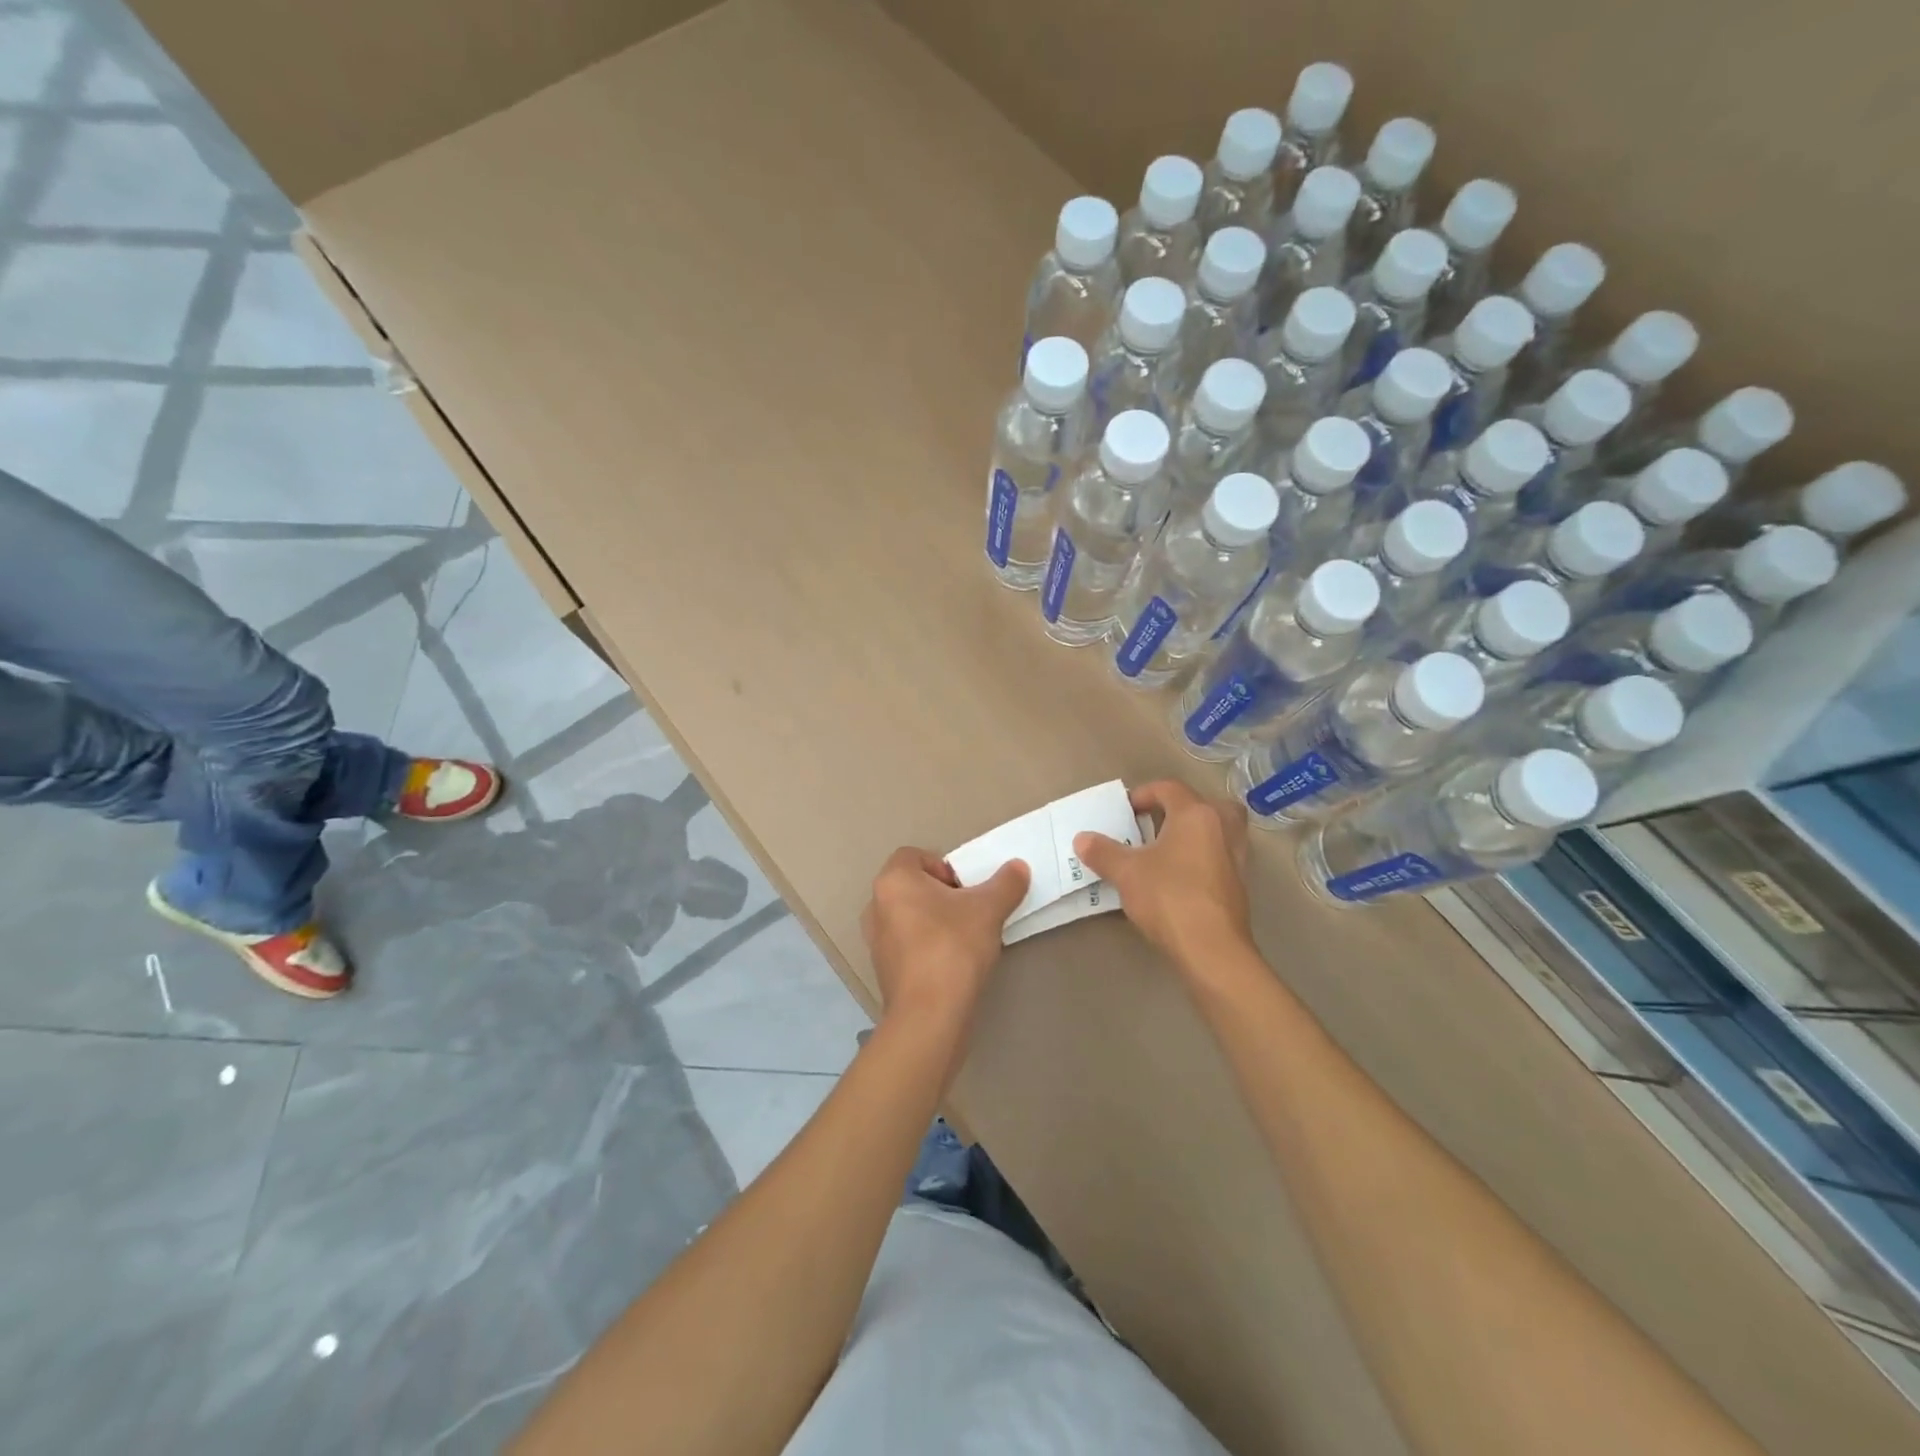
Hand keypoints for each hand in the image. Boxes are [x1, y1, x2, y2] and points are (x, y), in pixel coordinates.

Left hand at [861, 848, 1028, 1026]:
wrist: (930, 1015)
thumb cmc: (953, 947)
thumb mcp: (989, 909)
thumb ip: (1006, 883)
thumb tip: (1018, 867)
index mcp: (893, 881)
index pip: (914, 856)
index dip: (944, 866)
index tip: (967, 889)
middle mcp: (876, 906)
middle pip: (913, 886)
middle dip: (943, 895)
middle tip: (971, 911)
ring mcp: (876, 940)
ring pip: (910, 916)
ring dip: (935, 921)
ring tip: (965, 938)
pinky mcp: (883, 970)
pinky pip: (908, 944)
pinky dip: (927, 946)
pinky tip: (952, 963)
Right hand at [1074, 780, 1250, 974]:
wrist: (1211, 949)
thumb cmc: (1169, 897)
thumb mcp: (1126, 872)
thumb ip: (1103, 852)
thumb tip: (1081, 839)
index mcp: (1196, 814)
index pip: (1170, 789)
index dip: (1144, 794)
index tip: (1125, 811)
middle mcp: (1222, 828)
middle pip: (1205, 804)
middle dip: (1181, 809)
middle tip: (1157, 824)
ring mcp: (1236, 857)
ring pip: (1220, 830)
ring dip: (1196, 833)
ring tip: (1169, 849)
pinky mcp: (1240, 884)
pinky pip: (1221, 856)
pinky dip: (1204, 857)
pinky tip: (1182, 876)